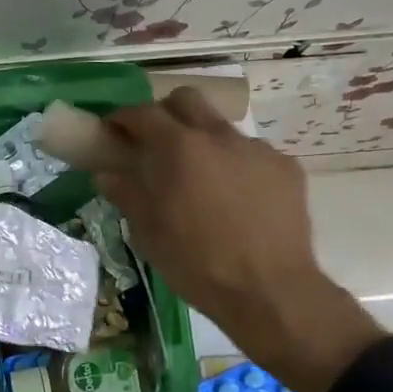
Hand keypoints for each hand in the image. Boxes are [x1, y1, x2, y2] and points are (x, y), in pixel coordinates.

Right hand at [94, 89, 383, 391]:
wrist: (270, 291)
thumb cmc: (196, 263)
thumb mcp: (148, 232)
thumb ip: (126, 193)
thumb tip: (106, 173)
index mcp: (178, 148)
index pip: (143, 113)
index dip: (122, 117)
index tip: (113, 131)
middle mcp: (218, 136)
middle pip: (187, 100)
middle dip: (166, 112)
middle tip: (156, 142)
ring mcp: (257, 149)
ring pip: (221, 128)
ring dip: (203, 142)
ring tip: (201, 180)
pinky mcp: (286, 167)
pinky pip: (252, 155)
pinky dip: (236, 167)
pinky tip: (238, 200)